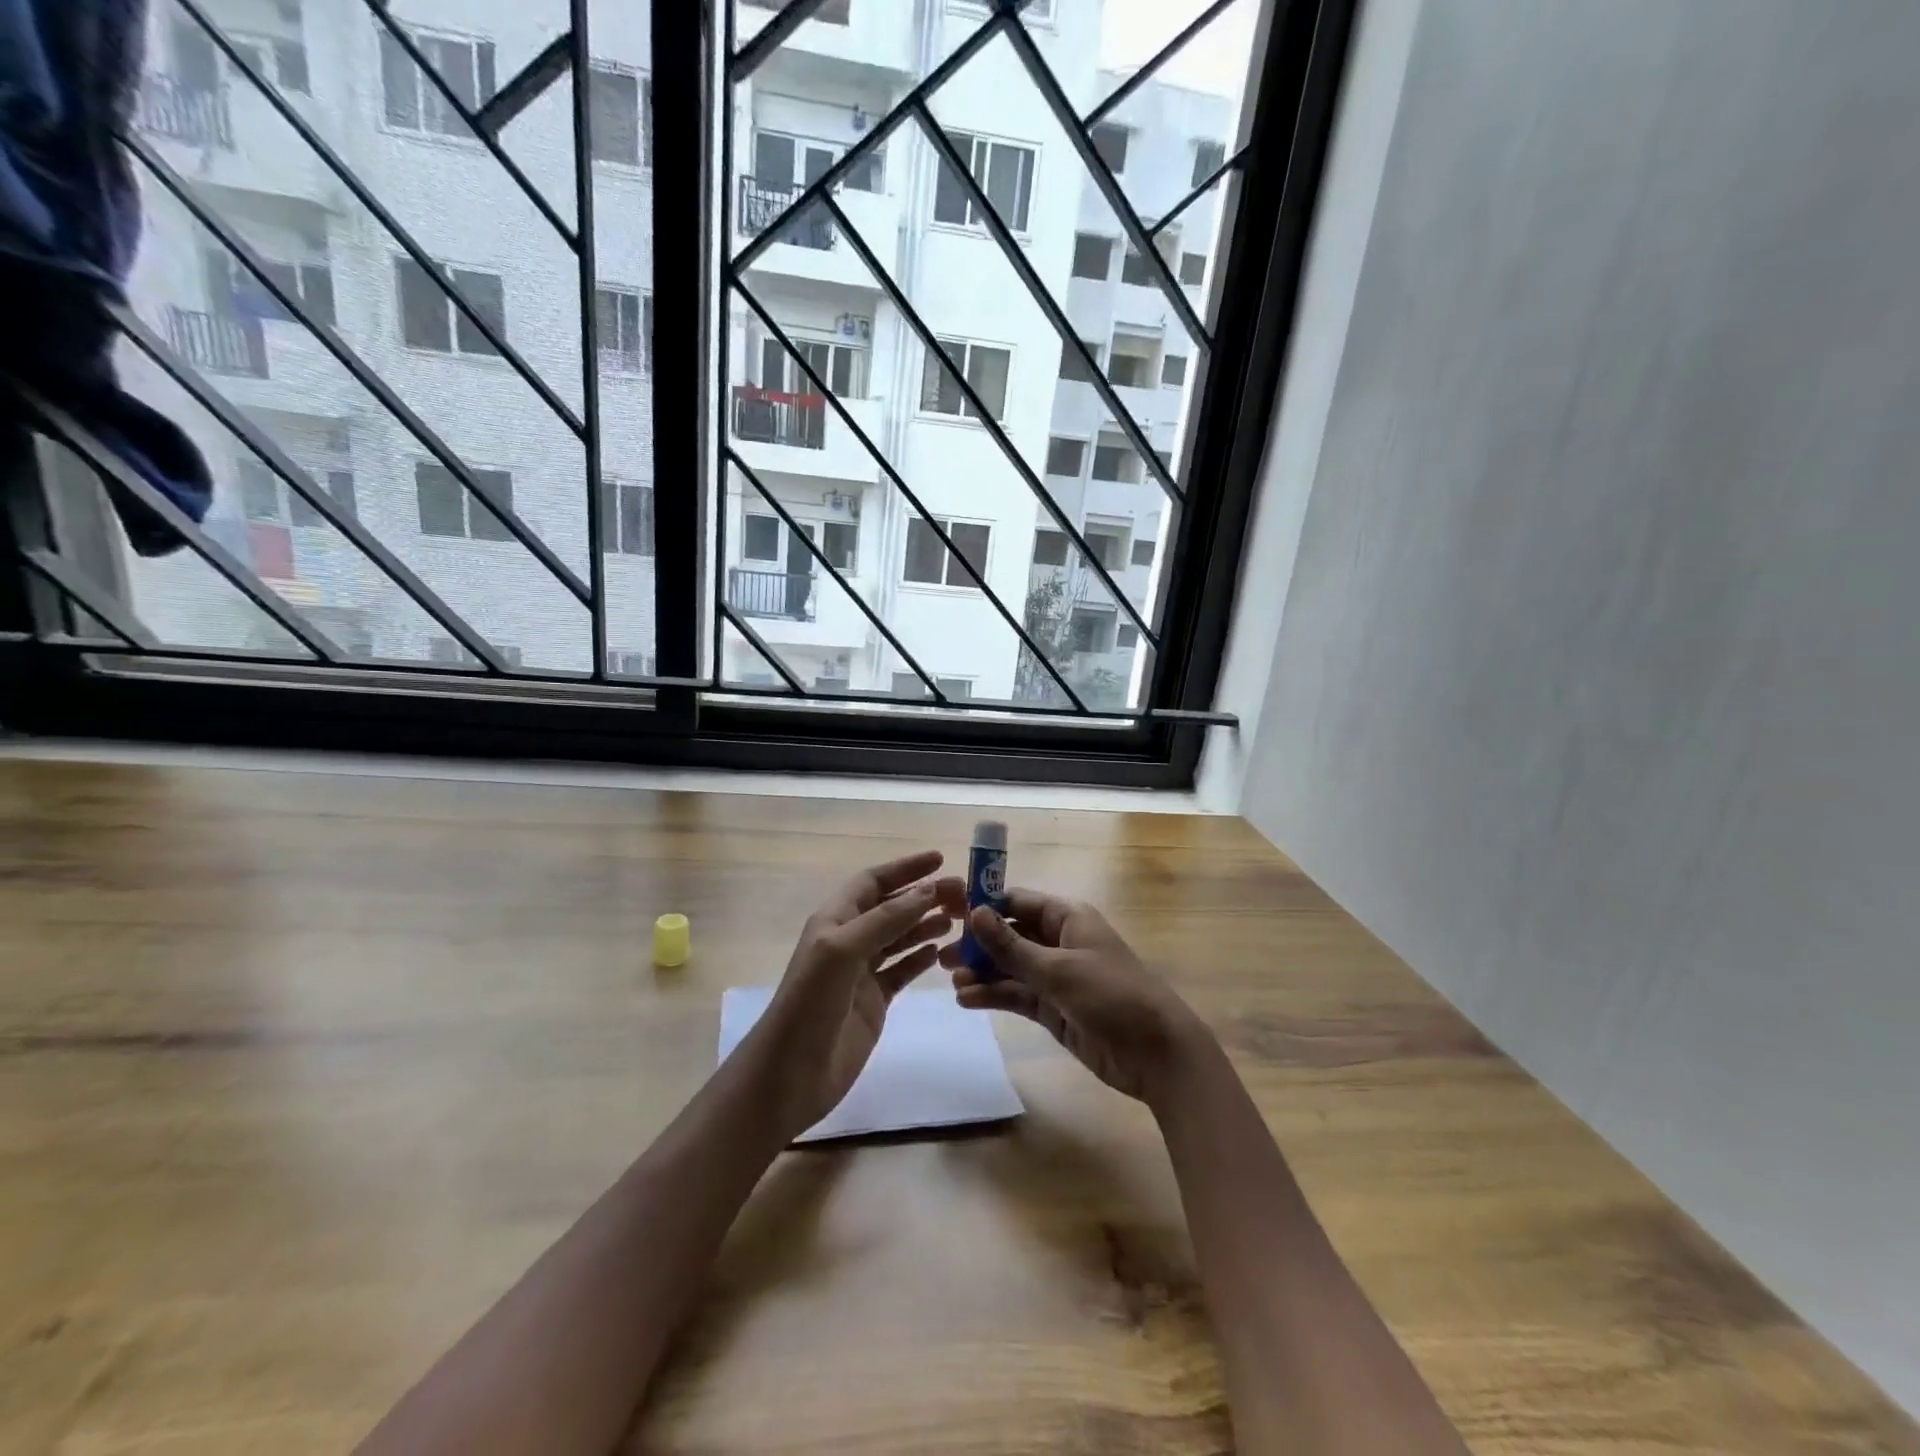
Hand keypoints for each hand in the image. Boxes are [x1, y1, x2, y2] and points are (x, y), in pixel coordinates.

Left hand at [750, 851, 959, 1139]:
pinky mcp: (873, 1001)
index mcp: (834, 920)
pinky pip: (901, 970)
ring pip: (899, 937)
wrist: (790, 1075)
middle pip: (891, 907)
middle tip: (963, 894)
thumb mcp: (843, 951)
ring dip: (925, 924)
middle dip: (923, 896)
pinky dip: (920, 958)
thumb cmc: (810, 1005)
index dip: (905, 868)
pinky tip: (940, 951)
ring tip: (957, 918)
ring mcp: (861, 972)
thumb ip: (885, 919)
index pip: (873, 881)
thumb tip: (928, 890)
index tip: (941, 859)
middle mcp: (848, 940)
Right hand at [941, 888, 1212, 1104]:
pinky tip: (967, 1000)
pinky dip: (994, 995)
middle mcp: (1059, 942)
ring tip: (950, 980)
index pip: (1018, 902)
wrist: (1156, 1054)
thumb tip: (974, 912)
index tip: (949, 911)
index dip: (985, 905)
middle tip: (941, 953)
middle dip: (978, 943)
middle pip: (1010, 935)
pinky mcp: (1054, 1008)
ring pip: (1010, 967)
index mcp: (1067, 918)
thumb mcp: (1058, 969)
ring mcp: (1056, 977)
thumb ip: (1012, 946)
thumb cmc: (1112, 996)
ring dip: (982, 972)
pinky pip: (1017, 995)